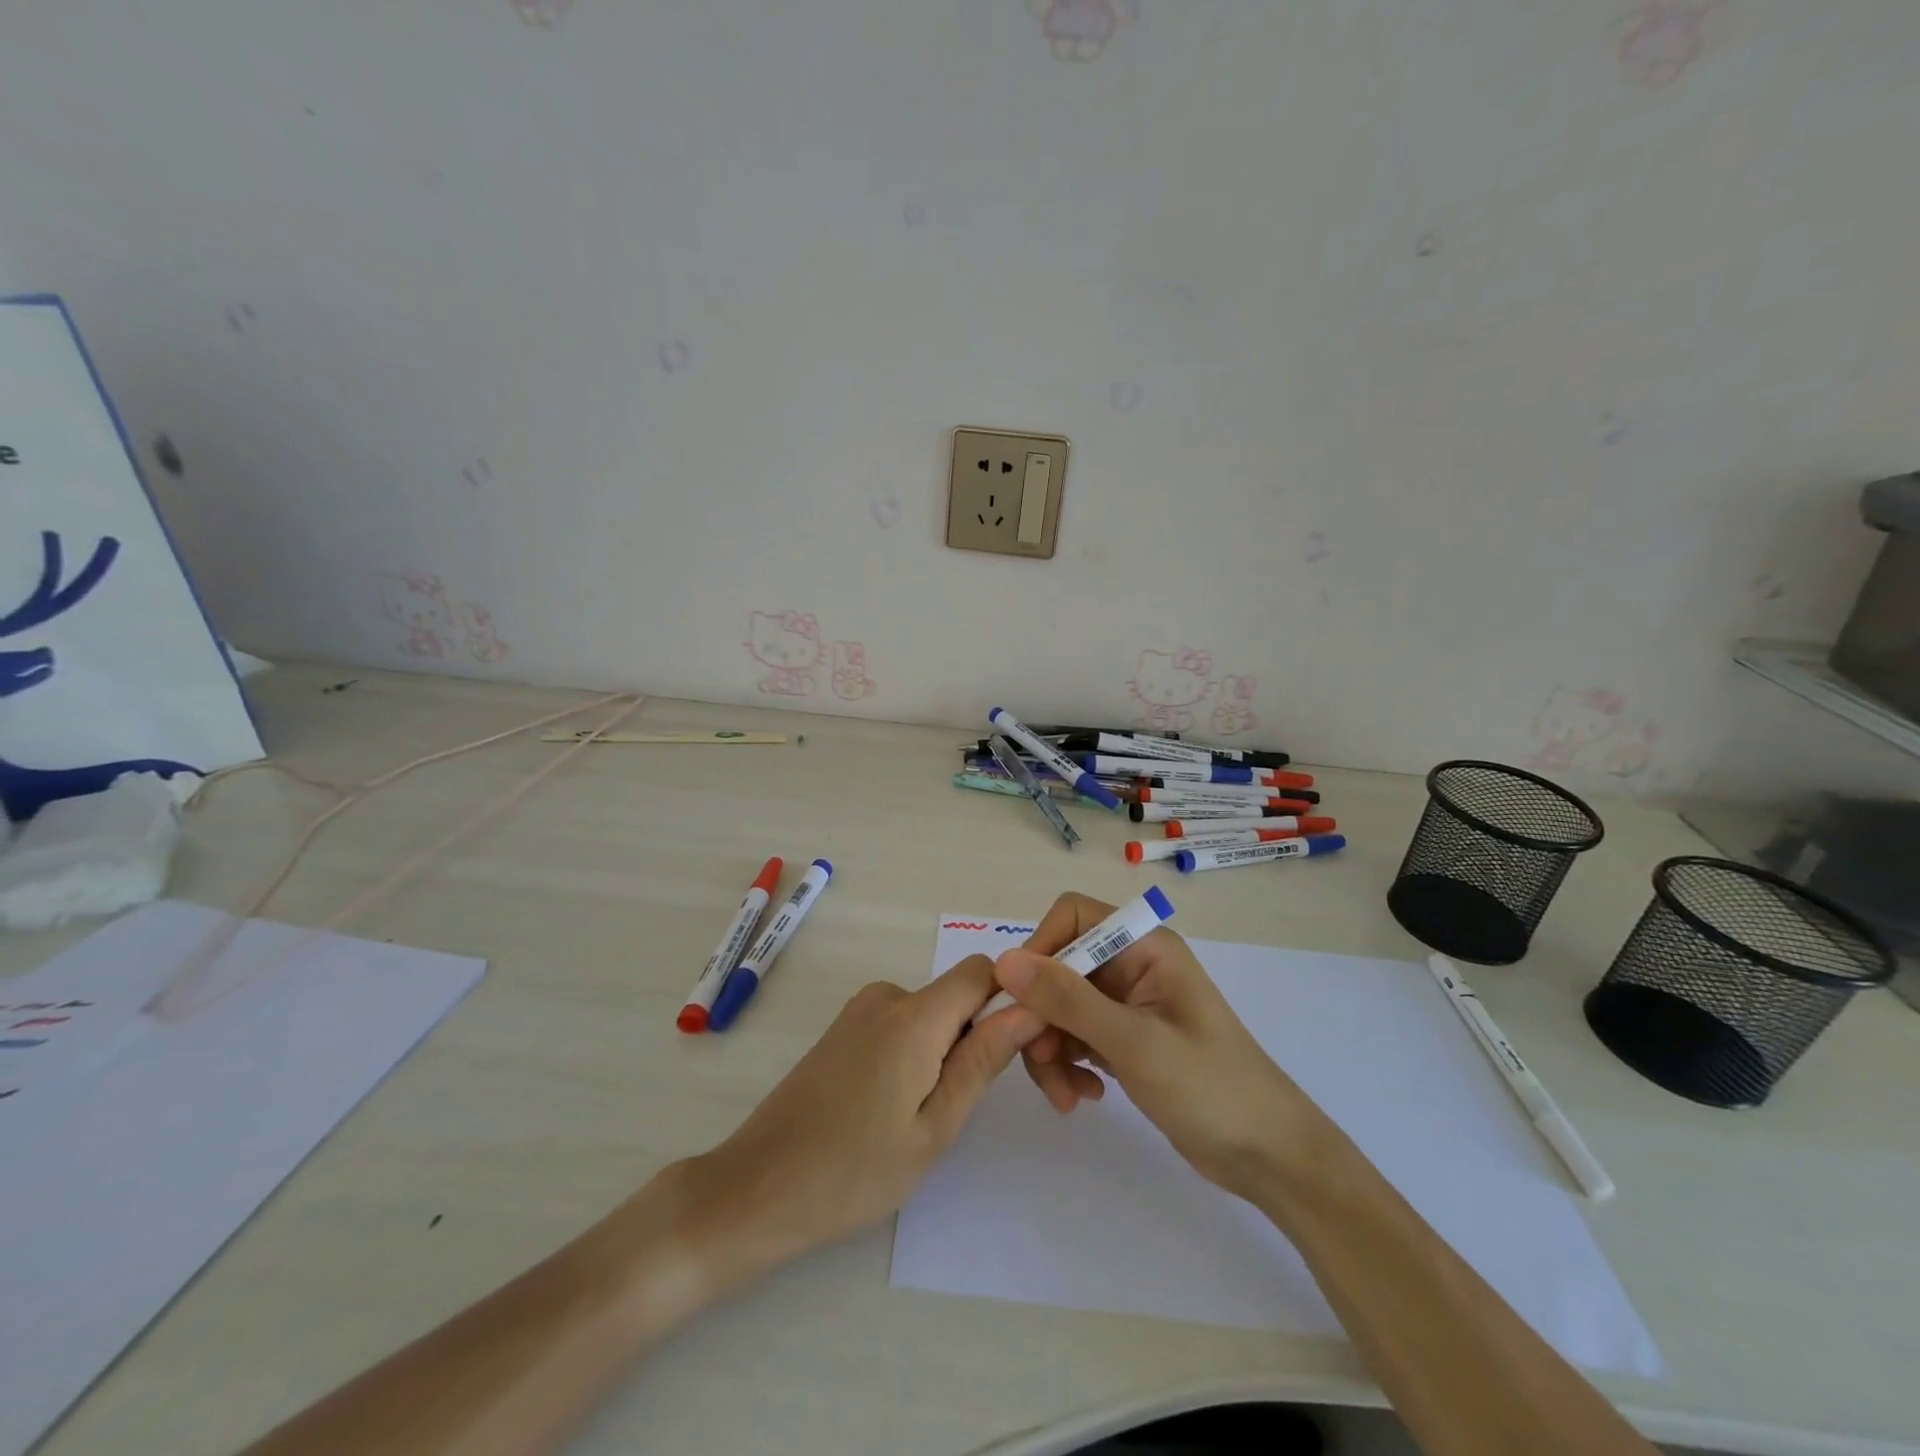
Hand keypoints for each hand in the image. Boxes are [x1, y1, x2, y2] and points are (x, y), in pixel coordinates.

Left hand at [680, 955, 1031, 1285]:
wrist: (756, 1188)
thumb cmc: (853, 1171)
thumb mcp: (934, 1127)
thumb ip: (983, 1060)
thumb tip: (1030, 1009)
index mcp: (914, 1015)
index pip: (983, 971)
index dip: (1012, 998)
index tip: (1025, 1048)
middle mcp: (887, 996)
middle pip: (957, 995)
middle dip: (979, 1035)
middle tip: (972, 1105)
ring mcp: (860, 1011)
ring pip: (930, 1014)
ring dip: (946, 1050)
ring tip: (929, 1117)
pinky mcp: (843, 1028)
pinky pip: (901, 1024)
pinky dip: (916, 1053)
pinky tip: (896, 1108)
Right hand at [995, 892, 1322, 1199]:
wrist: (1267, 1155)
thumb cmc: (1210, 1087)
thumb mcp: (1134, 1042)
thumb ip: (1068, 999)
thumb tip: (1004, 960)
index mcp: (1143, 946)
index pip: (1072, 917)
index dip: (1041, 950)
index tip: (1023, 1000)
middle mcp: (1132, 965)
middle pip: (1059, 968)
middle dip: (1042, 1016)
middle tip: (1043, 1063)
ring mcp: (1126, 1003)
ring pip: (1060, 1007)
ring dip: (1051, 1049)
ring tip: (1066, 1097)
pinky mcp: (1123, 1038)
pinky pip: (1075, 1036)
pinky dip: (1068, 1064)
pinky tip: (1084, 1098)